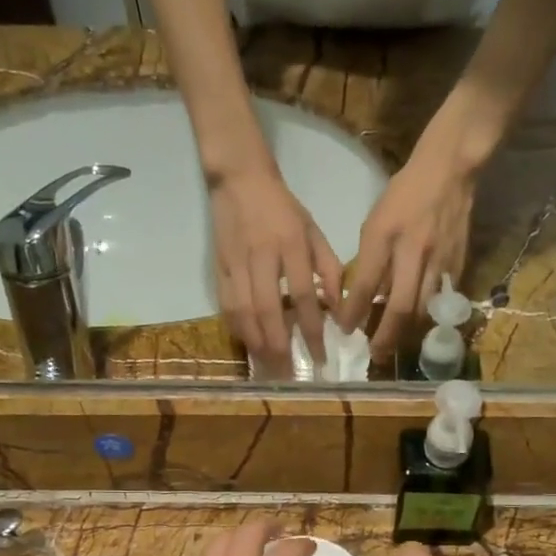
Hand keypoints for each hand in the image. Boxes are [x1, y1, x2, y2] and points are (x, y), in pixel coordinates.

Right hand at [209, 169, 341, 370]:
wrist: (240, 180)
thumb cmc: (283, 208)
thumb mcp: (314, 231)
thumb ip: (328, 268)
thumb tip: (336, 309)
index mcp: (291, 246)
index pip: (303, 297)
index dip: (311, 330)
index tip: (321, 358)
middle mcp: (262, 257)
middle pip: (269, 311)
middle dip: (279, 347)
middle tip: (289, 375)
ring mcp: (236, 264)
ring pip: (244, 312)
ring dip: (256, 344)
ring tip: (268, 368)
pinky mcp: (219, 268)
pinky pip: (226, 306)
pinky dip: (237, 329)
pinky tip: (248, 346)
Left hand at [340, 138, 478, 362]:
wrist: (449, 170)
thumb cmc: (404, 194)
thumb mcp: (376, 222)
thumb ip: (370, 259)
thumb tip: (361, 298)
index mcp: (386, 236)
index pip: (365, 284)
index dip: (353, 312)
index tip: (345, 331)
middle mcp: (413, 251)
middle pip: (400, 306)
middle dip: (386, 336)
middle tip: (376, 355)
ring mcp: (440, 259)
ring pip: (424, 308)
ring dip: (408, 332)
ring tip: (396, 345)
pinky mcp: (459, 263)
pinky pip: (443, 298)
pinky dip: (430, 316)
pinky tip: (420, 326)